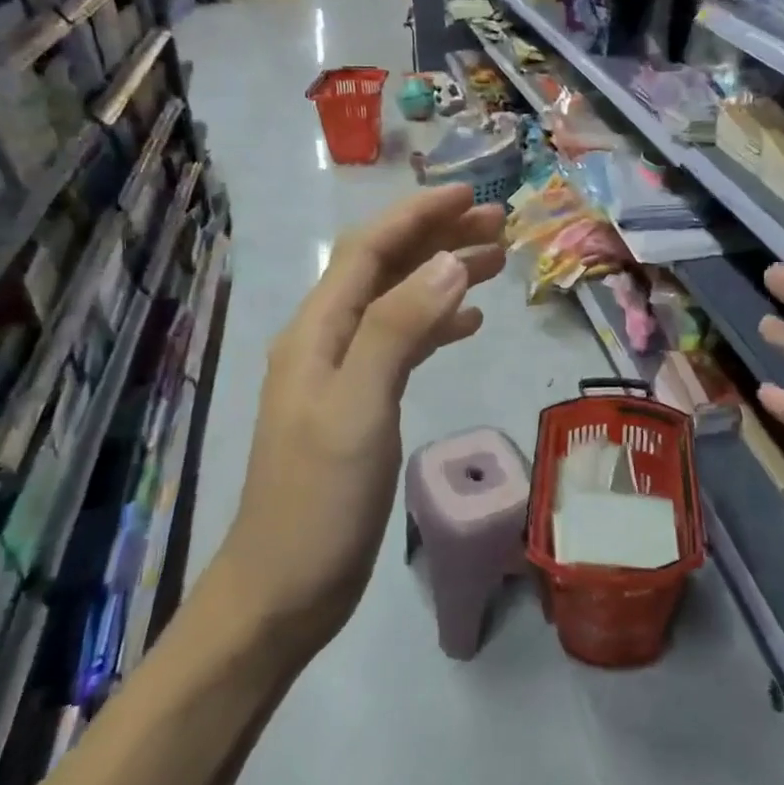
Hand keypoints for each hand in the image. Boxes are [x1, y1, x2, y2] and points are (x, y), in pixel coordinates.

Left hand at [221, 186, 506, 664]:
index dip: (418, 216)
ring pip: (399, 304)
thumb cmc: (319, 501)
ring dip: (443, 277)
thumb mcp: (359, 408)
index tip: (472, 196)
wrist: (284, 588)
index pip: (369, 250)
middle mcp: (327, 341)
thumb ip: (400, 330)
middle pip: (385, 269)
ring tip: (497, 262)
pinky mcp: (361, 406)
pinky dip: (437, 324)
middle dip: (438, 239)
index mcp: (317, 331)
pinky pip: (403, 344)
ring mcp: (343, 375)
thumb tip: (450, 262)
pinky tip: (469, 323)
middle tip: (499, 225)